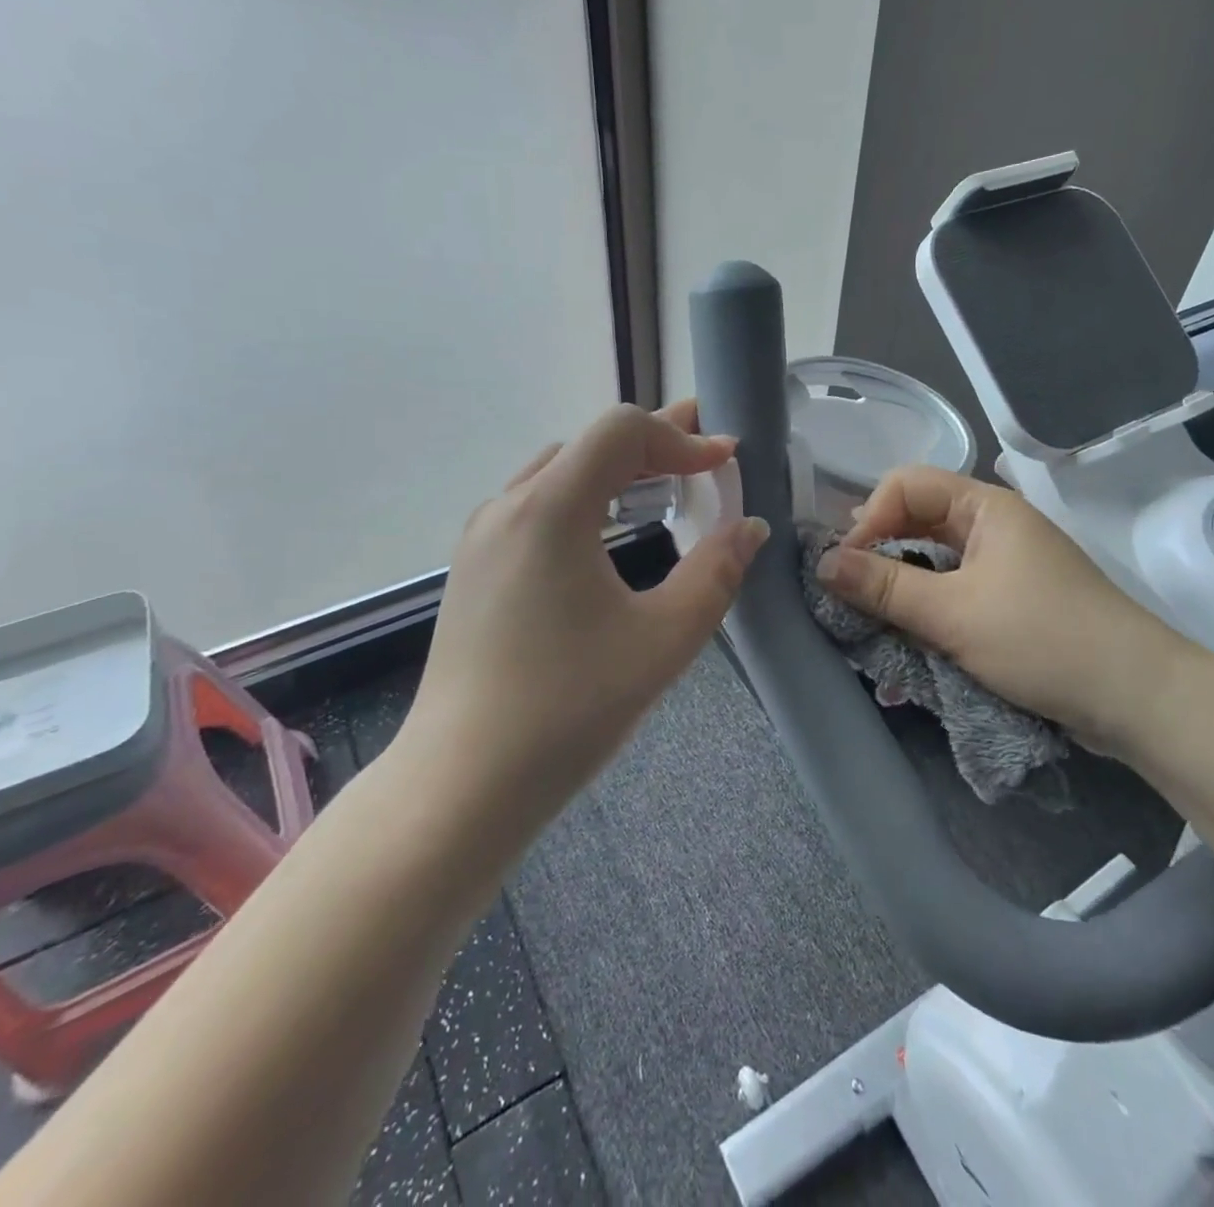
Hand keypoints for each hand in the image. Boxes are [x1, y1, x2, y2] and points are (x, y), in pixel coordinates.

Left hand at [397, 400, 767, 828]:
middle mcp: (508, 507)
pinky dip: (583, 498)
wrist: (463, 783)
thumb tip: (750, 527)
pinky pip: (535, 506)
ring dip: (616, 470)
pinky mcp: (473, 569)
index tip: (727, 461)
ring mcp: (482, 537)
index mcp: (550, 508)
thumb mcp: (664, 638)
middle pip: (589, 444)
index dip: (681, 436)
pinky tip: (606, 533)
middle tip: (704, 455)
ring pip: (558, 472)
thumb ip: (716, 572)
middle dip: (653, 444)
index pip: (621, 431)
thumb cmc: (570, 707)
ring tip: (663, 484)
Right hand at [814, 466, 1193, 754]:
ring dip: (898, 586)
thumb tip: (821, 564)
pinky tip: (904, 637)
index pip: (906, 485)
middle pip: (917, 520)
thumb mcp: (953, 614)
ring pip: (932, 560)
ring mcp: (1004, 565)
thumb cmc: (1043, 640)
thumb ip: (884, 587)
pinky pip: (952, 591)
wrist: (1137, 698)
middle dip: (877, 552)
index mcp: (986, 507)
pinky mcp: (1010, 602)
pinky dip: (924, 609)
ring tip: (868, 618)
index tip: (845, 567)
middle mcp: (993, 527)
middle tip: (846, 592)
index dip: (868, 518)